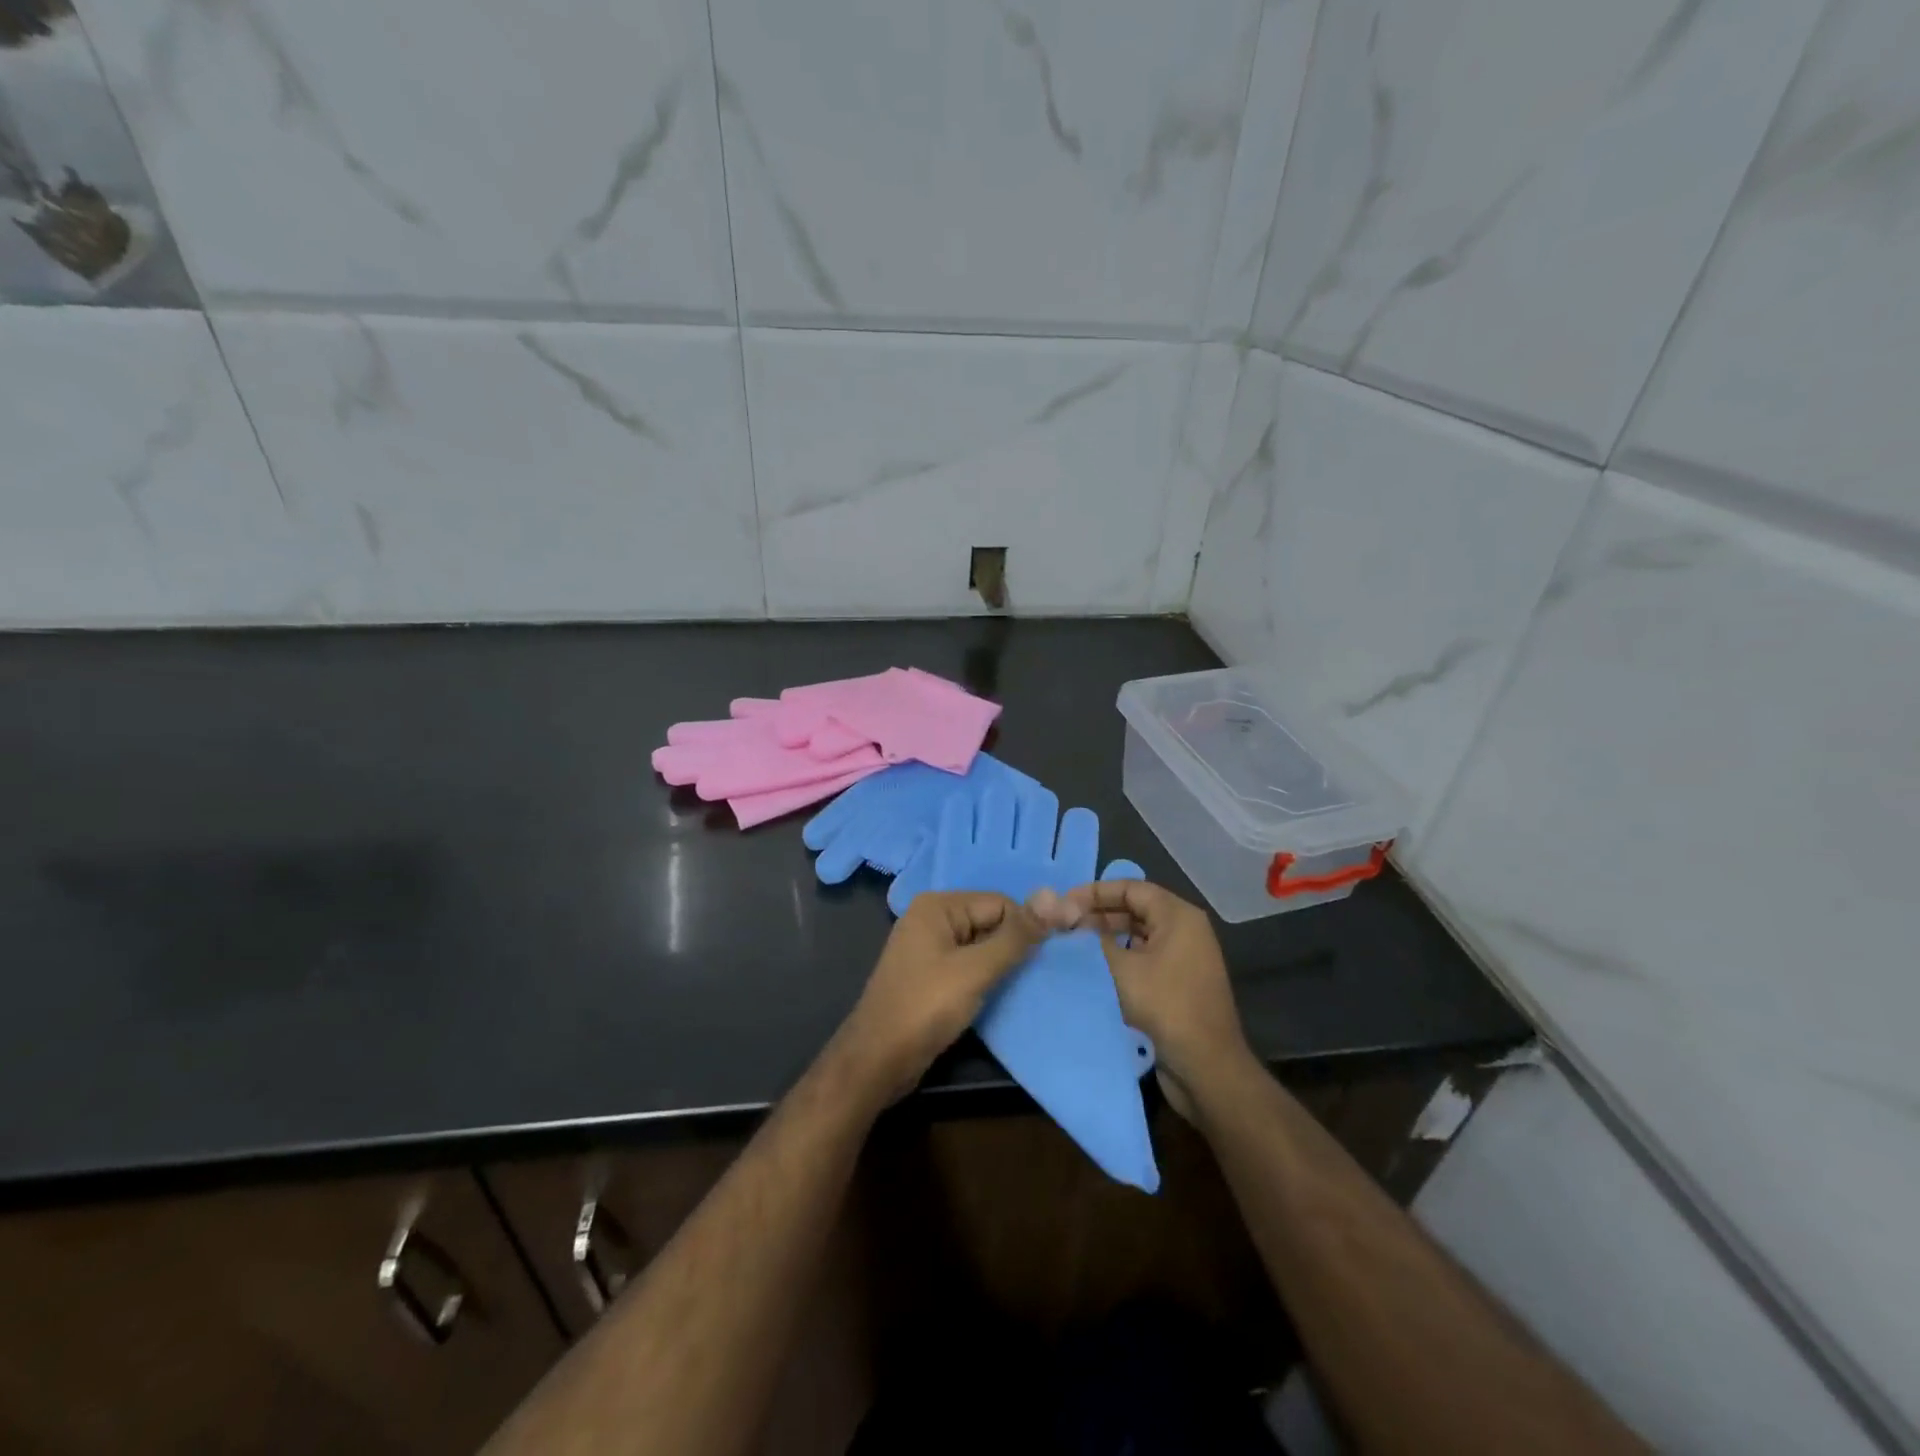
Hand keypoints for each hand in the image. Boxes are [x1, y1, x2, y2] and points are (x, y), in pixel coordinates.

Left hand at [833, 892, 1045, 1102]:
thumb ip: (1015, 936)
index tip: (1049, 957)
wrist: (876, 1061)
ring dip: (1002, 964)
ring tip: (1025, 986)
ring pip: (981, 946)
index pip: (999, 903)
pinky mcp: (929, 976)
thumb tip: (1054, 896)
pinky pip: (968, 966)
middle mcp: (931, 919)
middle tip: (1040, 974)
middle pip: (989, 921)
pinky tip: (1002, 996)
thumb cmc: (925, 1008)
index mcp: (938, 906)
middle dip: (1014, 945)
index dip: (1026, 928)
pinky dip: (986, 978)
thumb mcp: (976, 970)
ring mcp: (928, 948)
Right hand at [1050, 879, 1250, 1117]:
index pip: (1131, 888)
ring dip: (1105, 939)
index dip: (1095, 892)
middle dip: (1097, 915)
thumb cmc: (1165, 1007)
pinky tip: (1091, 970)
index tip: (1063, 904)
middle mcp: (1184, 931)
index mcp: (1178, 916)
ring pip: (1137, 935)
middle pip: (1134, 909)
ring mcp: (1183, 959)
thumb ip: (1092, 941)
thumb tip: (1069, 925)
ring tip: (1071, 947)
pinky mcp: (1177, 984)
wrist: (1206, 1069)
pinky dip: (1118, 959)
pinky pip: (1142, 959)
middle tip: (1062, 927)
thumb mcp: (1122, 969)